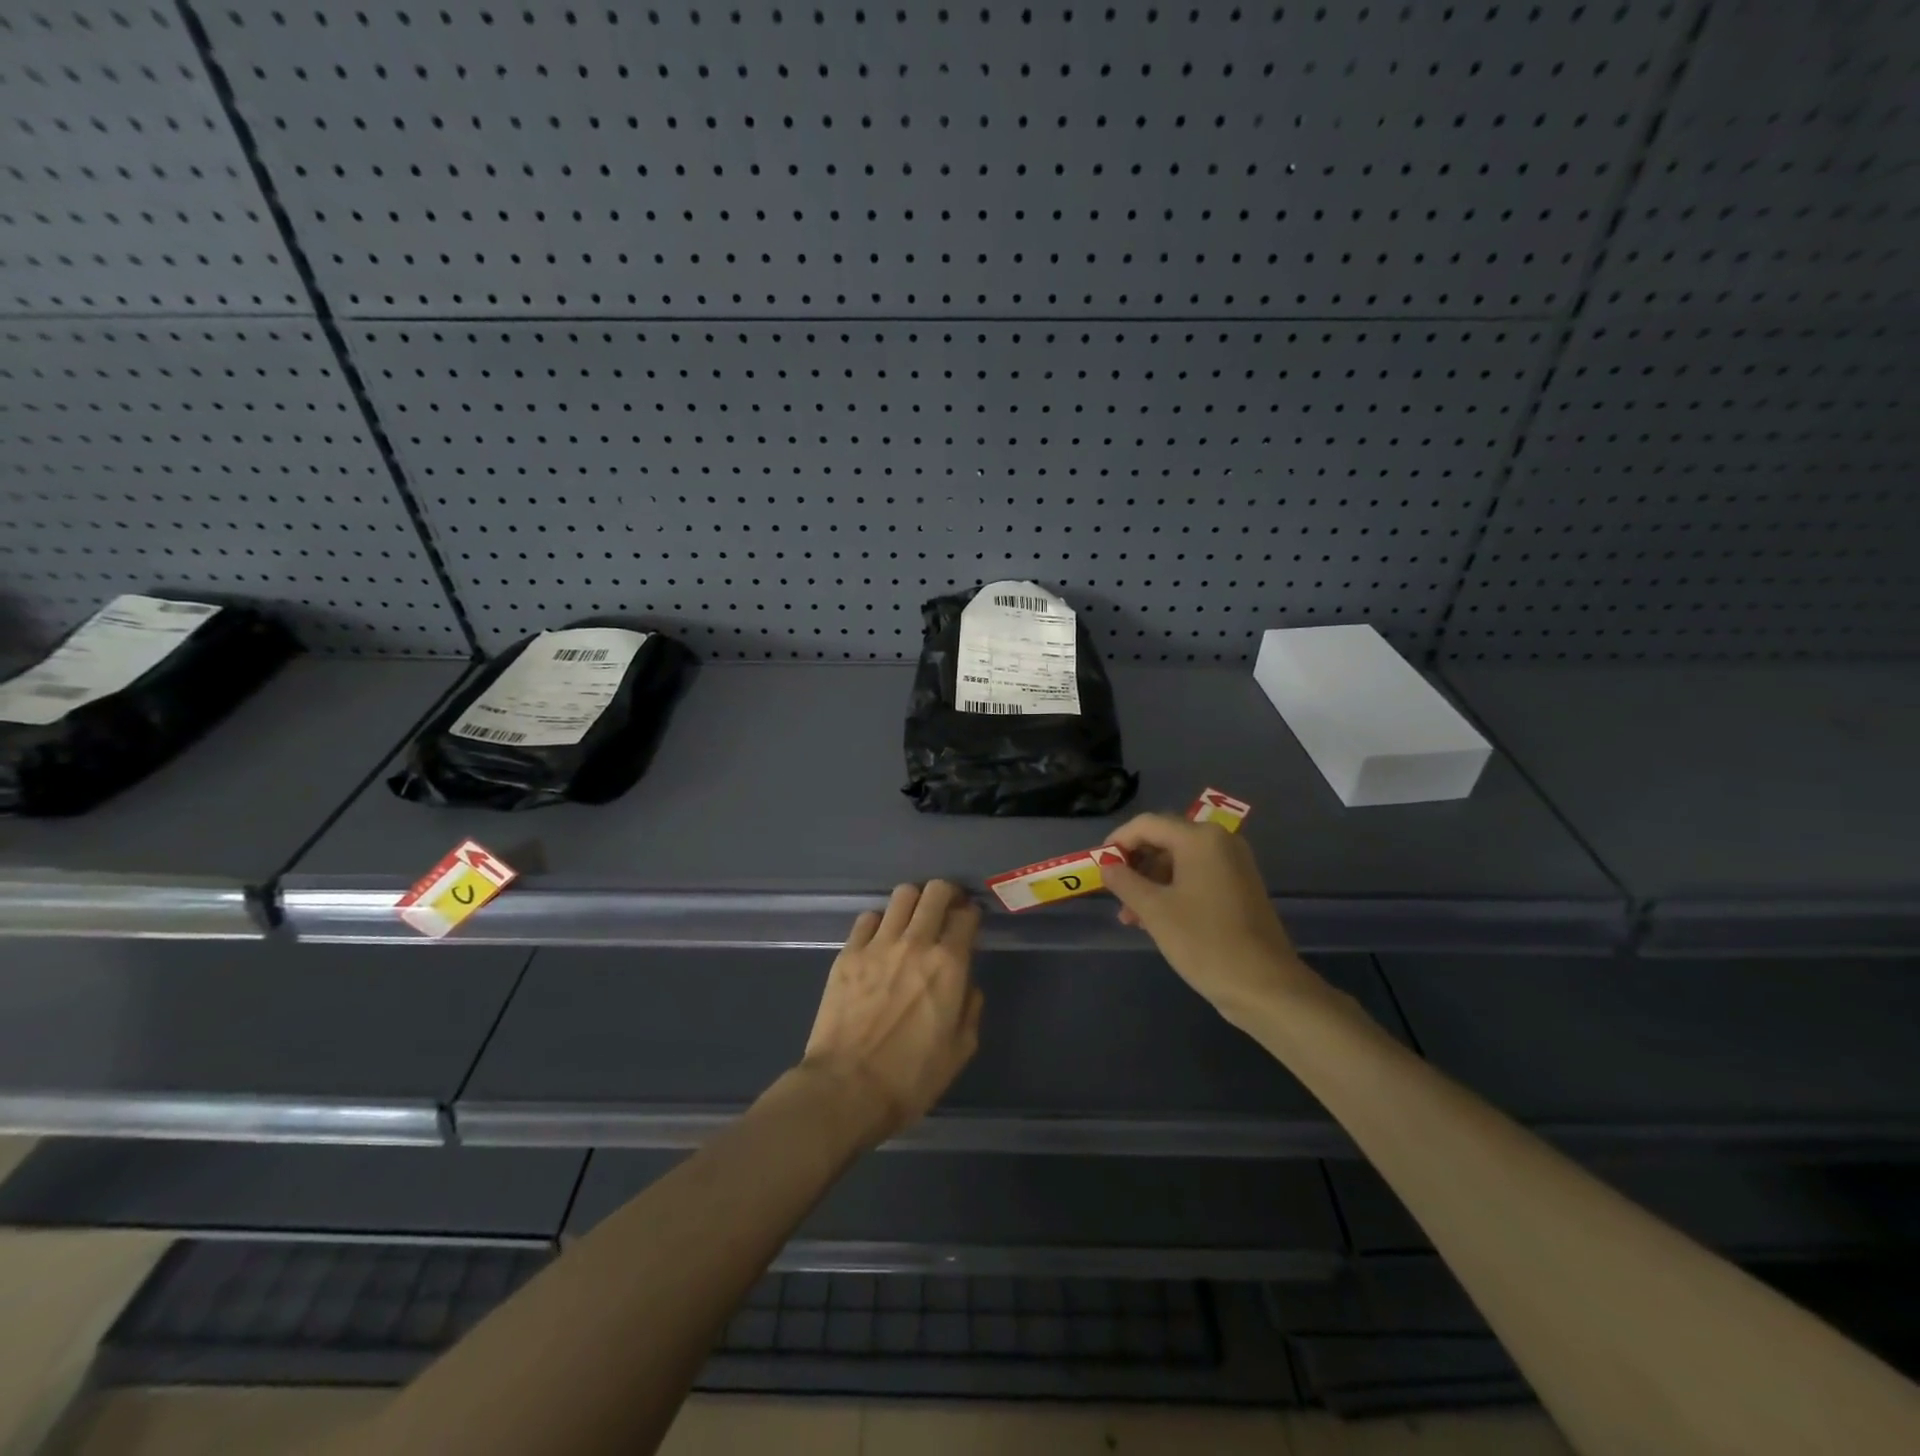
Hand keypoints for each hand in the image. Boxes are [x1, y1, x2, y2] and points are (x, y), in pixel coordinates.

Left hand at [801, 880, 983, 1145]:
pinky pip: (867, 918)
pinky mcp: (848, 953)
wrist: (847, 1089)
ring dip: (914, 902)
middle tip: (946, 908)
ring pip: (902, 895)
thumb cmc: (910, 1078)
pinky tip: (880, 939)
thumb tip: (967, 986)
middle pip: (935, 891)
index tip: (970, 922)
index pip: (967, 916)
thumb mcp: (959, 1051)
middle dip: (946, 894)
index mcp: (949, 965)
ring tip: (913, 918)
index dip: (972, 915)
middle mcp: (916, 943)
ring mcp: (878, 944)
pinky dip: (879, 922)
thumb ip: (970, 1009)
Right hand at [1103, 812, 1324, 1018]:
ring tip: (1130, 917)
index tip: (1097, 866)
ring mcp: (1233, 864)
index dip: (1117, 841)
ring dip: (1150, 883)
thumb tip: (1106, 865)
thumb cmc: (1205, 942)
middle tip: (1113, 893)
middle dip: (1135, 865)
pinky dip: (1172, 891)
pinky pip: (1196, 877)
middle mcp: (1219, 842)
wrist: (1265, 986)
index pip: (1146, 824)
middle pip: (1164, 840)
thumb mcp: (1154, 910)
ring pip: (1179, 862)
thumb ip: (1124, 881)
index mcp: (1200, 839)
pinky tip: (1154, 920)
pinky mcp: (1239, 887)